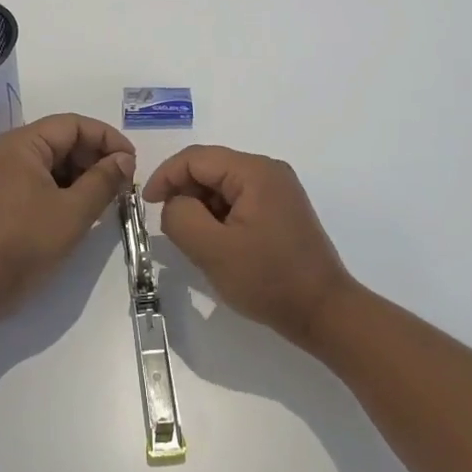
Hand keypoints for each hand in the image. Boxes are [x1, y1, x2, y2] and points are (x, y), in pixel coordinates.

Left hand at [0, 113, 135, 317]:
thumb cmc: (26, 242)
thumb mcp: (74, 211)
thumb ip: (104, 180)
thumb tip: (125, 159)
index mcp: (23, 144)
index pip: (74, 125)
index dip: (107, 139)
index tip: (132, 162)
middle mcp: (10, 151)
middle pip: (63, 140)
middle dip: (96, 158)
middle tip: (123, 183)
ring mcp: (3, 174)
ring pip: (53, 162)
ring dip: (82, 175)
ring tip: (106, 198)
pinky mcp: (2, 196)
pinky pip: (40, 180)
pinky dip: (64, 188)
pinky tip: (82, 208)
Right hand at [143, 146, 356, 347]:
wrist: (324, 313)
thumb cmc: (268, 280)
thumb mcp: (213, 250)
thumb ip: (181, 217)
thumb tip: (174, 203)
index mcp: (255, 171)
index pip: (196, 158)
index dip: (166, 176)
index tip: (147, 205)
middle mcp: (268, 171)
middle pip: (210, 168)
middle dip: (185, 194)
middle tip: (173, 230)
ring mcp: (278, 190)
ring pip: (222, 186)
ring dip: (202, 208)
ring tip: (198, 243)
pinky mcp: (281, 210)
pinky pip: (238, 201)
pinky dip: (219, 217)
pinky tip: (219, 246)